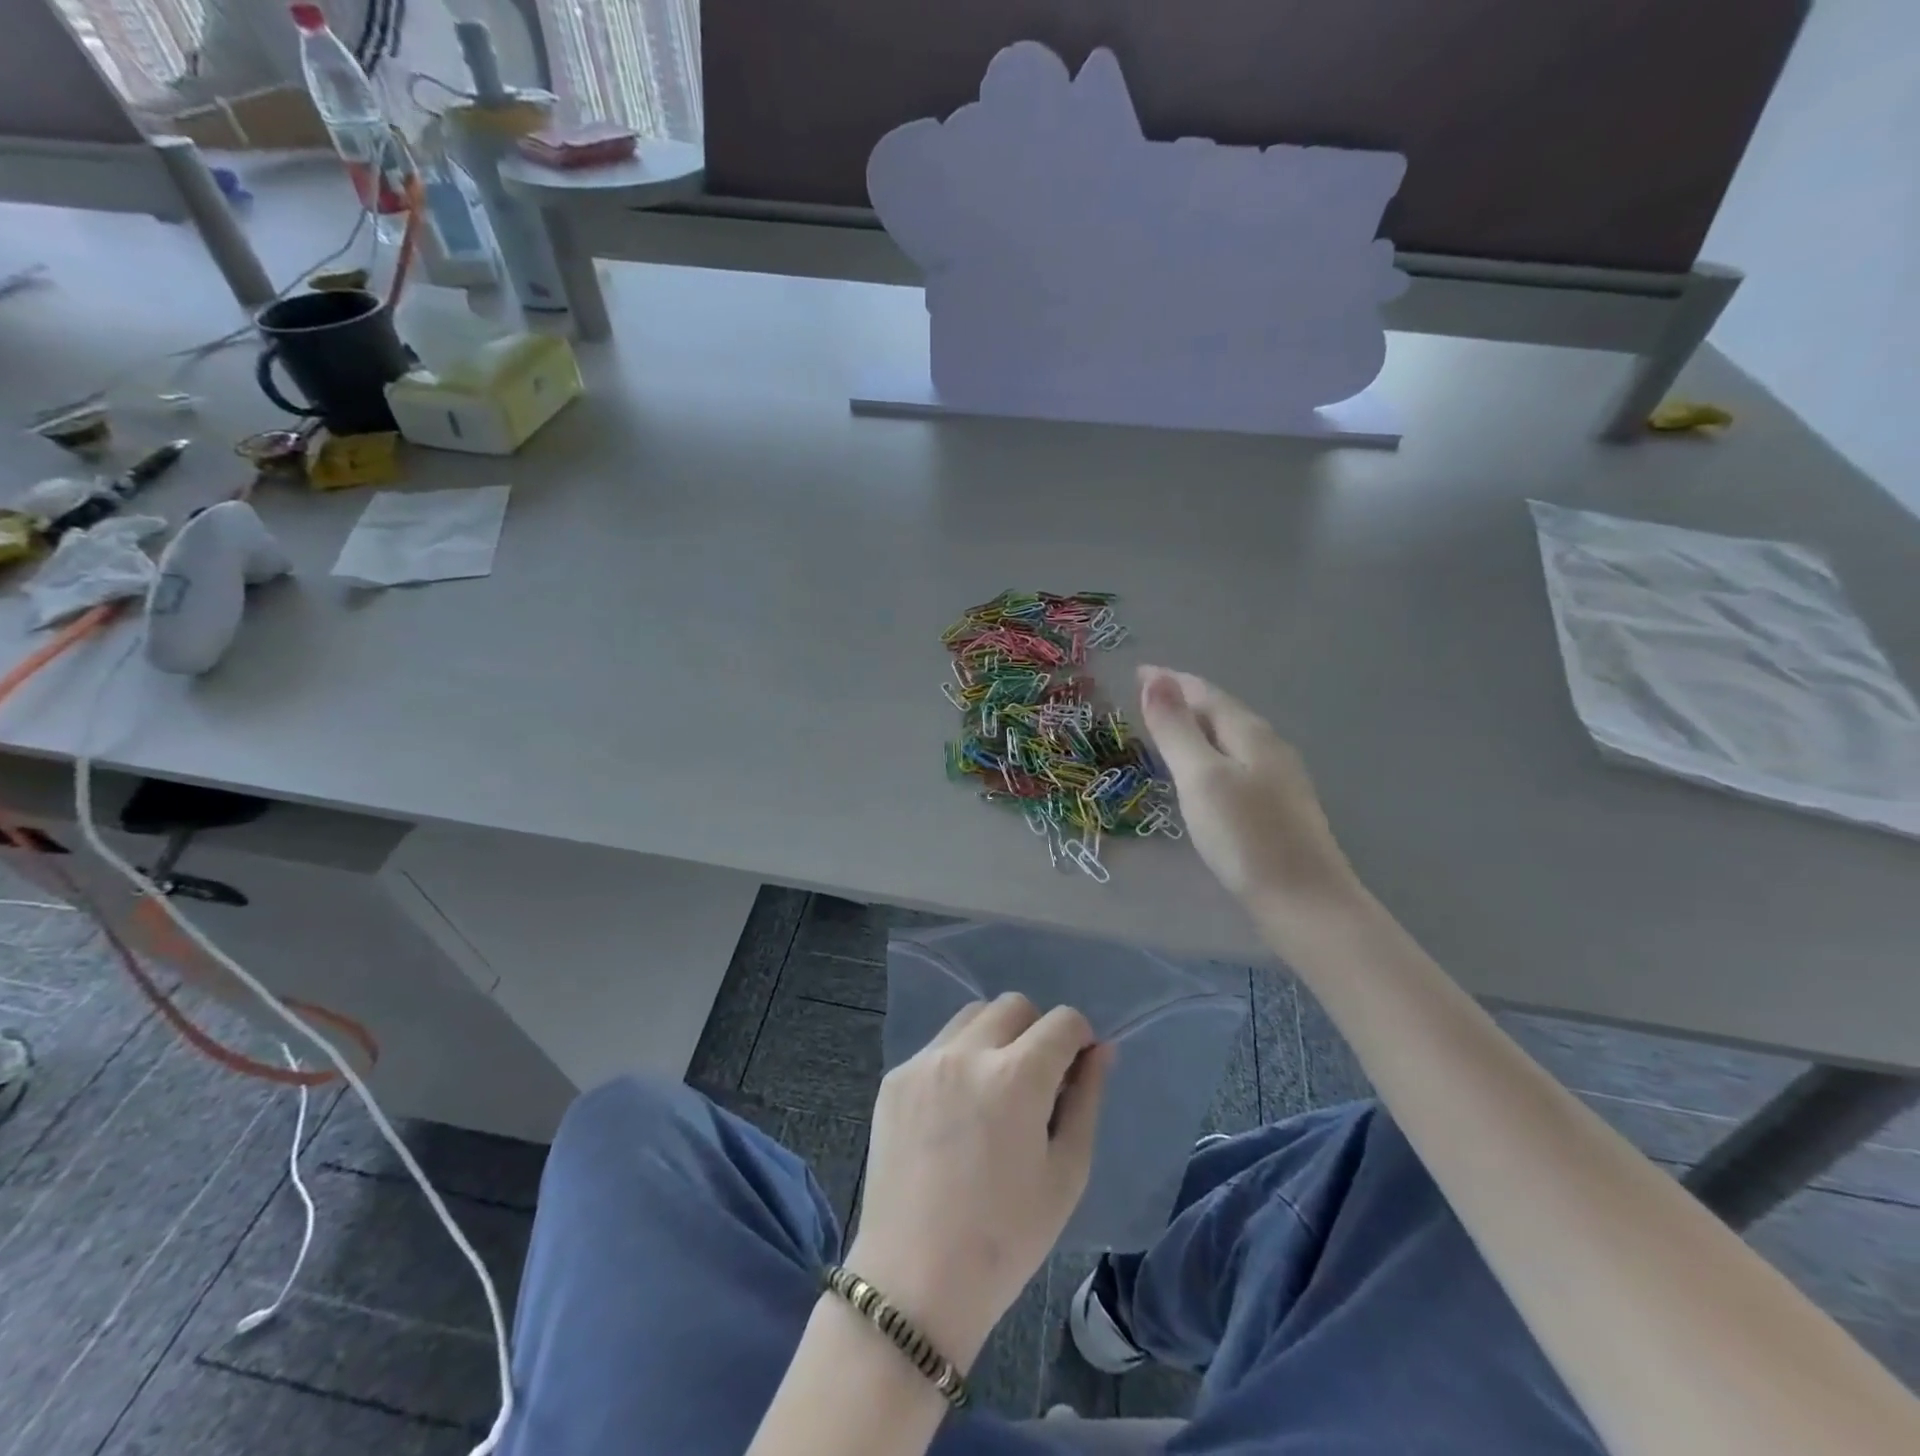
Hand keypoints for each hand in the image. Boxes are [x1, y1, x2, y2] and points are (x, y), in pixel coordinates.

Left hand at [847, 994, 1112, 1368]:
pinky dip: (958, 1061)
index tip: (1075, 1069)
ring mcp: (925, 1061)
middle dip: (1035, 1032)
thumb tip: (1102, 1050)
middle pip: (1014, 1006)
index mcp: (1016, 1076)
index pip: (1061, 1021)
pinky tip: (954, 1113)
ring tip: (992, 1092)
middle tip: (1035, 1082)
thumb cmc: (1005, 1239)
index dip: (1078, 1039)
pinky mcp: (894, 1078)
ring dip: (994, 1037)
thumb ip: (1087, 1100)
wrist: (914, 1282)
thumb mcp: (1066, 1174)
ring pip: (972, 1016)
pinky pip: (938, 1046)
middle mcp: (967, 1053)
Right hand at [1138, 665, 1360, 916]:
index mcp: (1250, 733)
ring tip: (1170, 730)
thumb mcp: (1200, 778)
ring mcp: (1279, 778)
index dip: (1170, 681)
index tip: (1139, 672)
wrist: (1304, 901)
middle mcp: (1269, 747)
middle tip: (1148, 698)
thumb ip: (1176, 729)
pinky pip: (1237, 763)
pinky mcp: (1279, 807)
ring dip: (1199, 727)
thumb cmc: (1245, 837)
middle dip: (1185, 700)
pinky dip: (1211, 754)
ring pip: (1231, 738)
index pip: (1205, 693)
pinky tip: (1204, 774)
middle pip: (1221, 712)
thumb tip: (1155, 679)